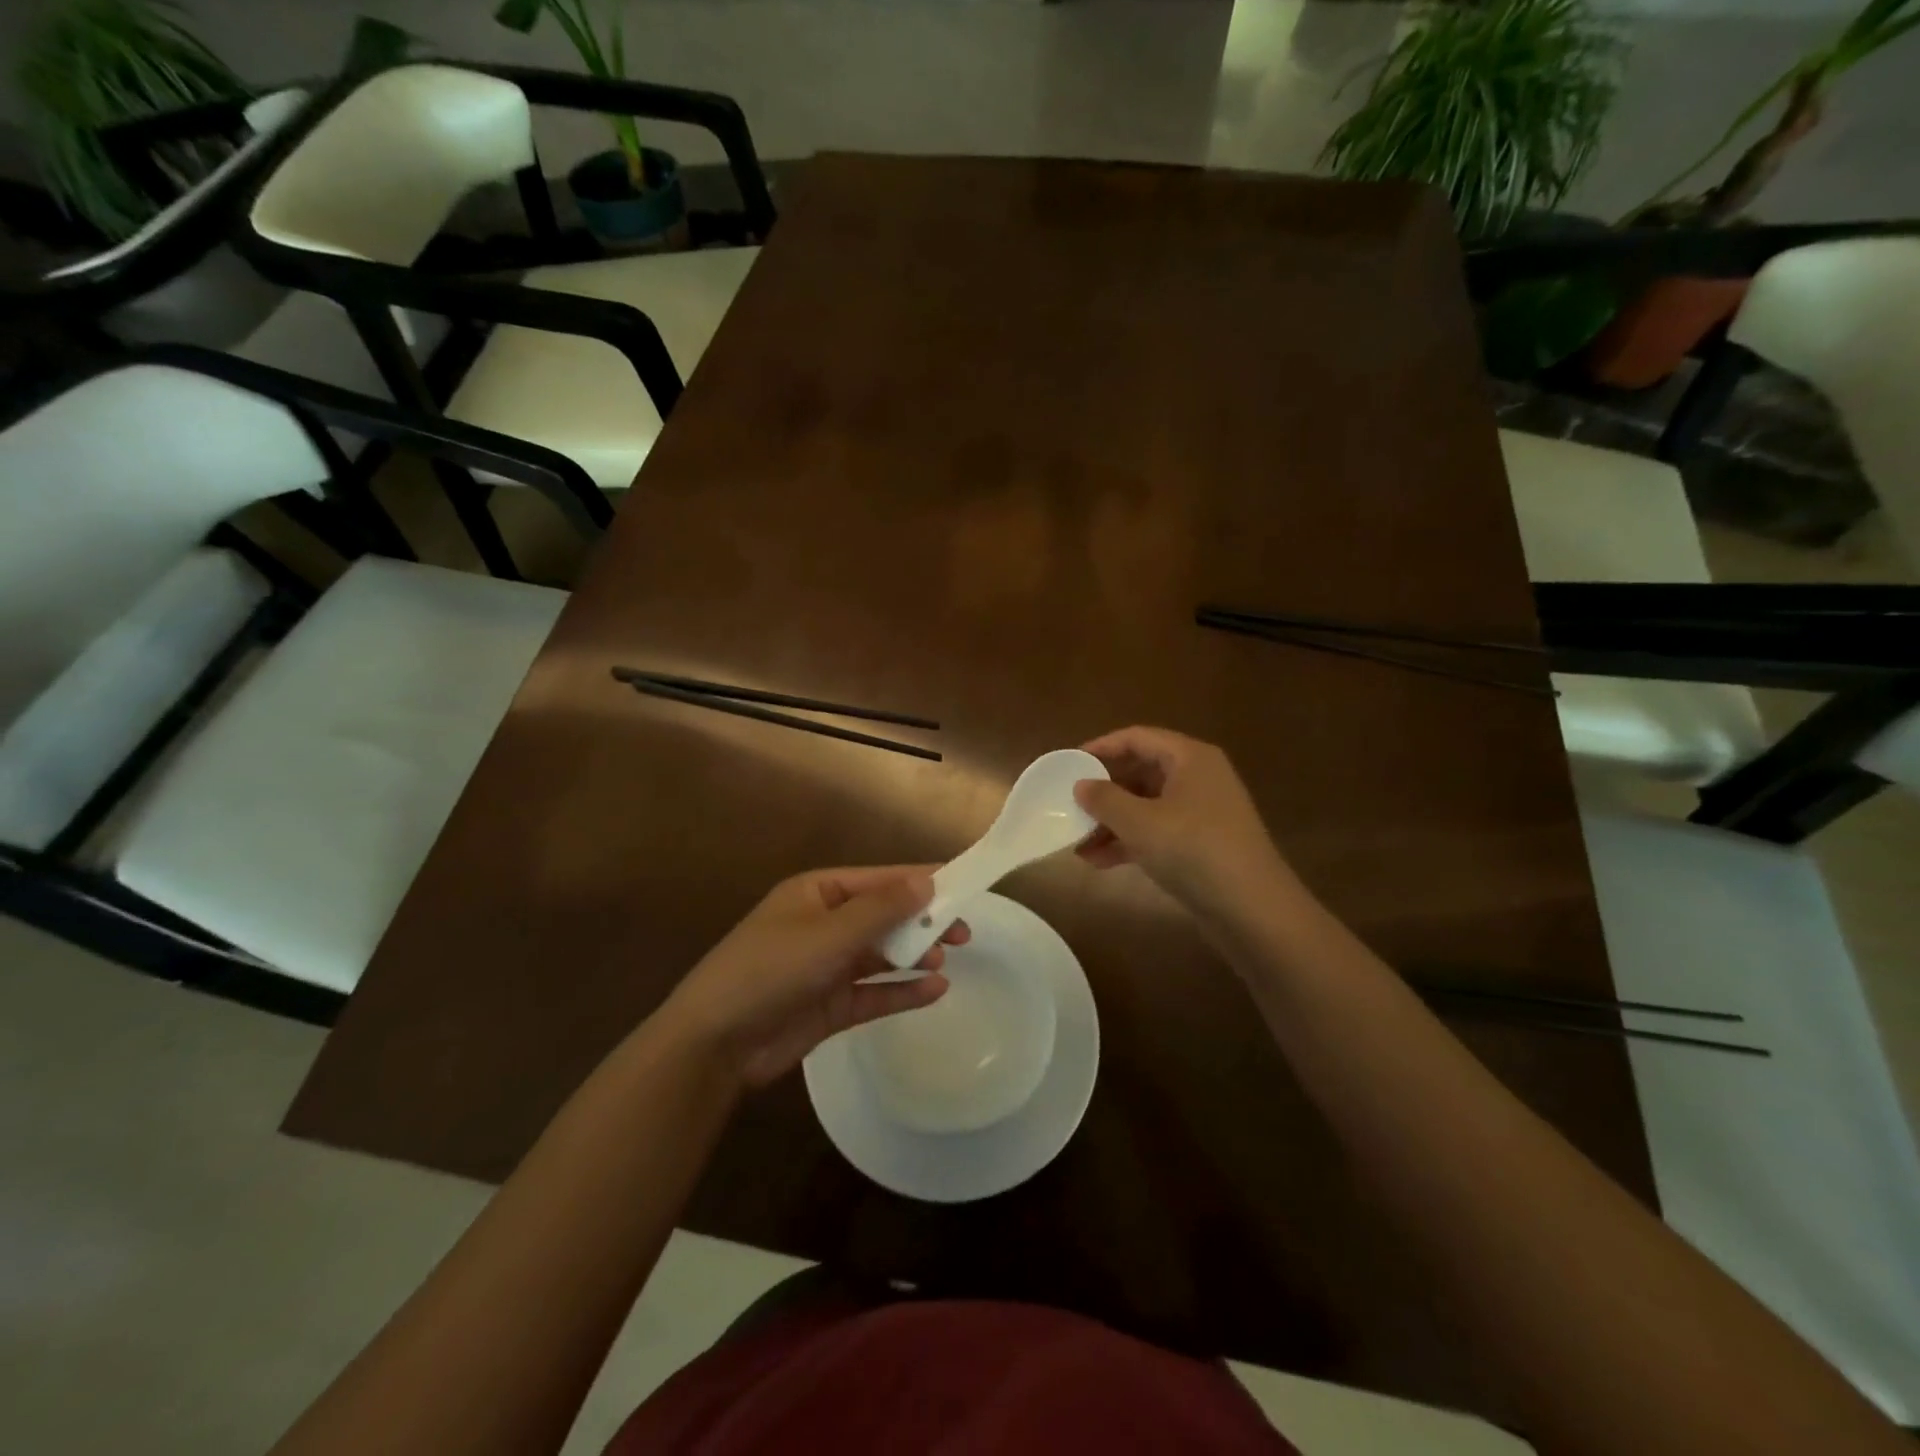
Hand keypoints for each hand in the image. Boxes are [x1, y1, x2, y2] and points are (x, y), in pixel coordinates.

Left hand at [658, 867, 968, 1087]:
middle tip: (963, 931)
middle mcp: (824, 924)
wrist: (715, 1042)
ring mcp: (827, 966)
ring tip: (947, 958)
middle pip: (884, 916)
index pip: (879, 880)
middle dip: (922, 921)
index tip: (963, 885)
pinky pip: (875, 992)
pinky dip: (903, 991)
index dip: (920, 881)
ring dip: (914, 954)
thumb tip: (927, 881)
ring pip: (882, 954)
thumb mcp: (829, 934)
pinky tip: (935, 991)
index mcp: (818, 893)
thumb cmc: (771, 969)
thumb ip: (881, 909)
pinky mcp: (830, 1005)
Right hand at [1074, 726, 1292, 922]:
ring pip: (1146, 806)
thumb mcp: (1139, 822)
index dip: (1101, 747)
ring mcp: (1202, 812)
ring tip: (1078, 843)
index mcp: (1189, 758)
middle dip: (1104, 793)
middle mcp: (1198, 777)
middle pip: (1141, 773)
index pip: (1137, 738)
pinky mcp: (1202, 844)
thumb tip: (1082, 785)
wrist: (1252, 909)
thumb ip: (1104, 799)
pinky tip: (1100, 862)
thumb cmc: (1193, 849)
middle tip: (1070, 805)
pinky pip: (1157, 832)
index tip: (1070, 762)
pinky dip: (1130, 841)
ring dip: (1112, 822)